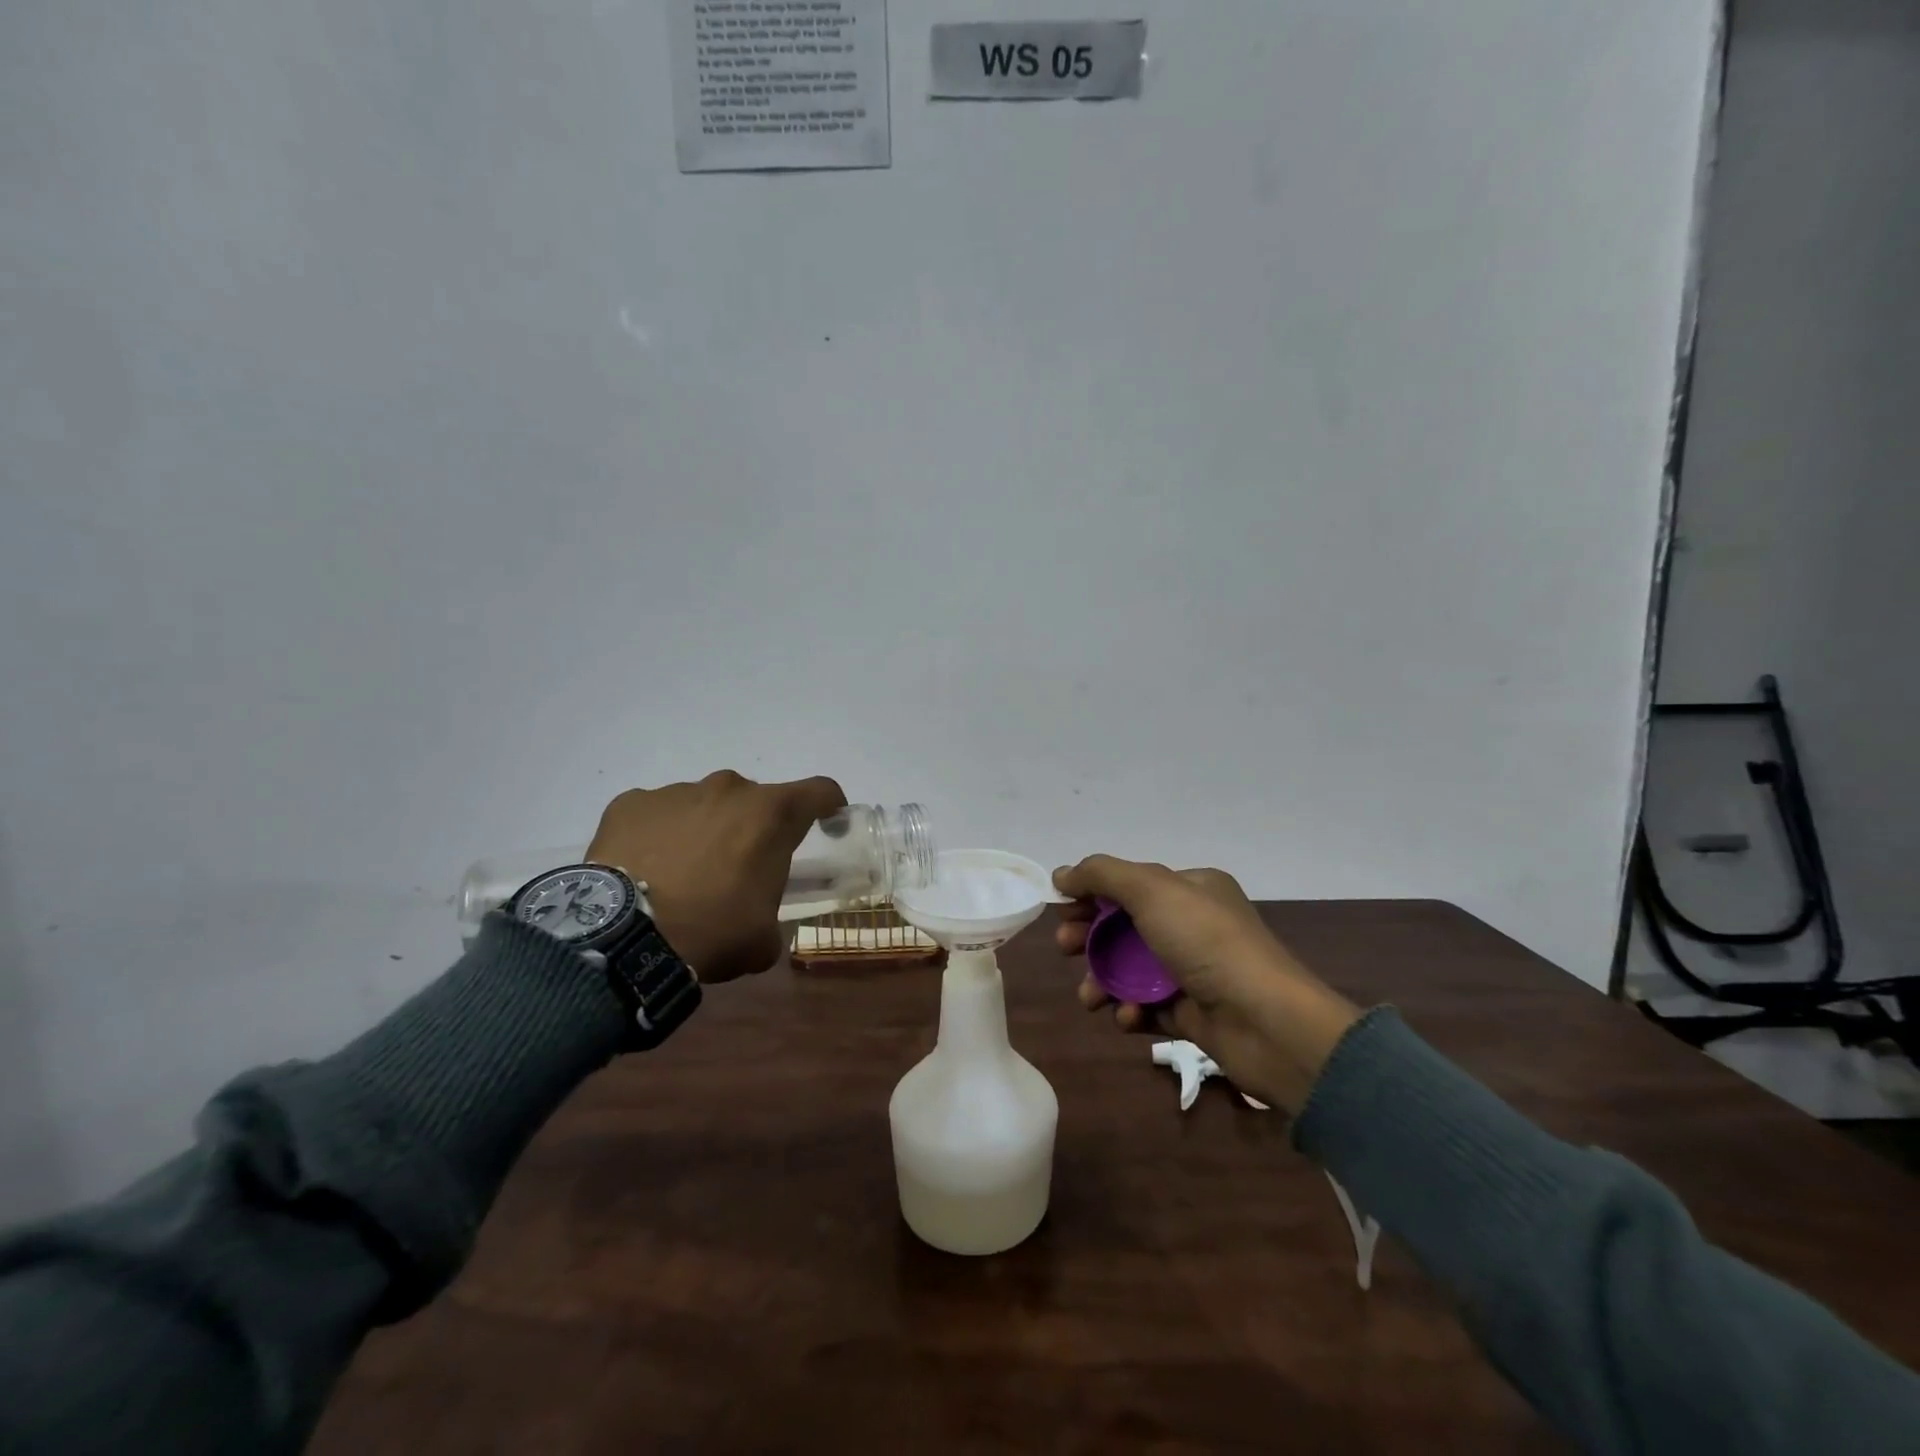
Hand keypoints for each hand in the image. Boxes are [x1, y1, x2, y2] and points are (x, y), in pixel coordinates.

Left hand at [587, 771, 845, 982]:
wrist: (622, 938)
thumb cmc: (711, 931)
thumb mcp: (762, 938)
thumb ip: (772, 914)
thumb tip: (760, 919)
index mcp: (771, 814)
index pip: (820, 790)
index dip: (829, 806)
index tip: (826, 825)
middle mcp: (729, 789)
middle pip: (755, 800)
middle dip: (752, 828)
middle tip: (738, 869)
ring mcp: (676, 792)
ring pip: (704, 804)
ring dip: (705, 830)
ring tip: (683, 874)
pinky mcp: (631, 803)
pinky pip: (656, 813)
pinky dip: (658, 834)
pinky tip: (645, 869)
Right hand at [1052, 856, 1361, 1114]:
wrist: (1268, 1023)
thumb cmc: (1207, 944)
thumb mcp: (1152, 891)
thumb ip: (1102, 875)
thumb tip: (1062, 873)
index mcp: (1191, 888)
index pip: (1130, 883)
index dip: (1092, 892)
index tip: (1060, 908)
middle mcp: (1193, 924)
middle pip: (1125, 925)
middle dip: (1090, 936)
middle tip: (1065, 947)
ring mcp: (1194, 970)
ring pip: (1131, 969)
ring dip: (1103, 980)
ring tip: (1089, 998)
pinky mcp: (1193, 1013)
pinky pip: (1148, 1006)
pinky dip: (1131, 1010)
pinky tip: (1127, 1018)